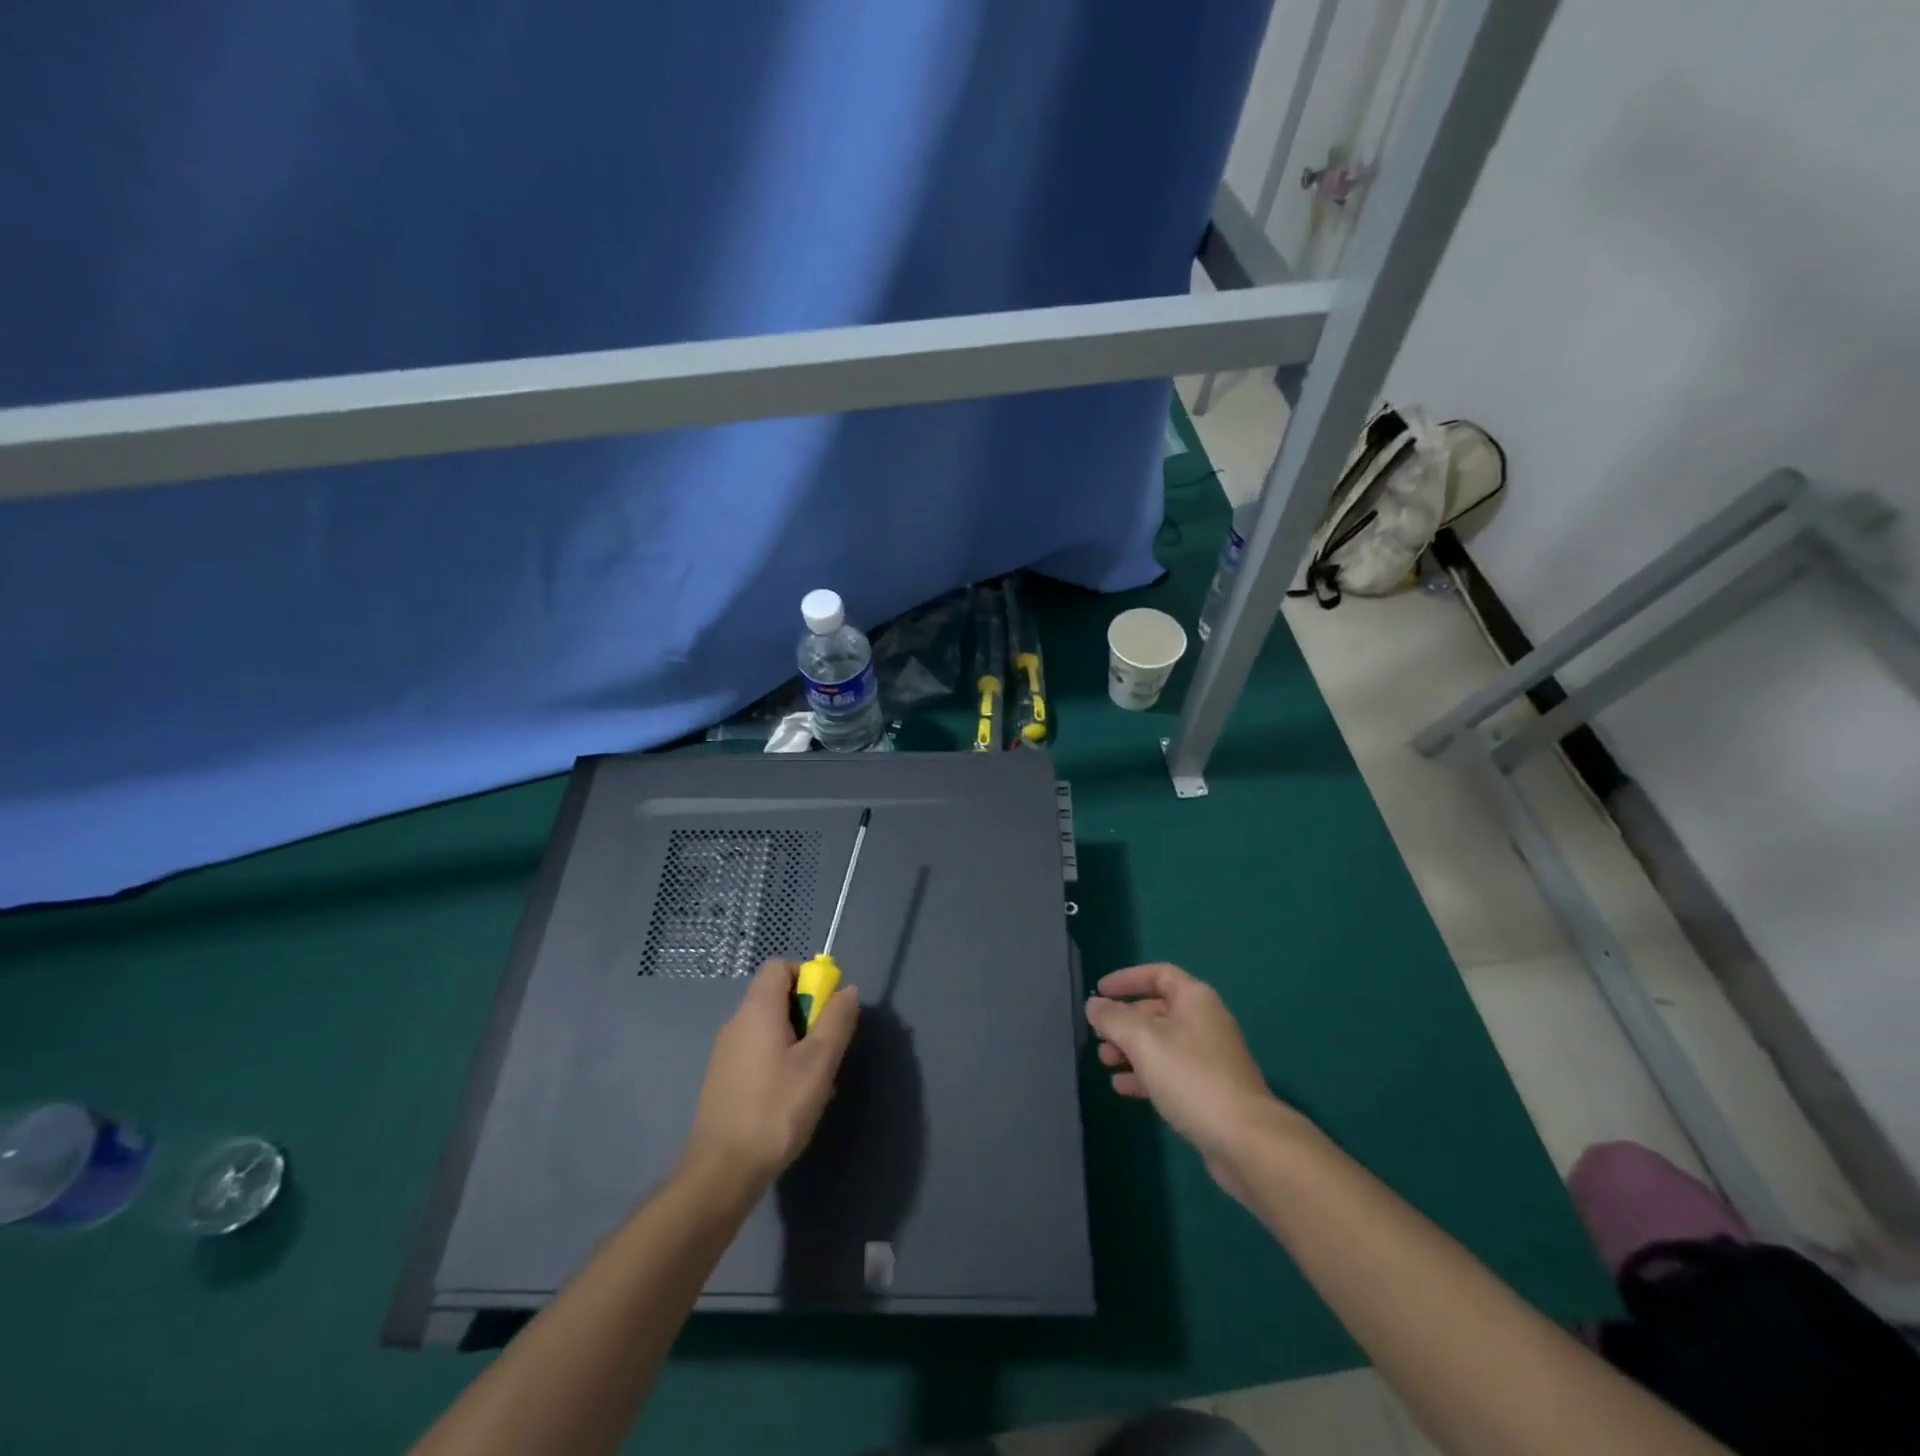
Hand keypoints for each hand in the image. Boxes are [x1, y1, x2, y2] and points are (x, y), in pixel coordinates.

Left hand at [683, 959, 858, 1194]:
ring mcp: (726, 1052)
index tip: (828, 1006)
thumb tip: (847, 990)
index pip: (779, 966)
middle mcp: (737, 1022)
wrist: (722, 1172)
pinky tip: (791, 1098)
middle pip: (776, 996)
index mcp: (757, 1009)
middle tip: (827, 1048)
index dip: (807, 976)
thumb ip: (836, 1020)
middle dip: (808, 1013)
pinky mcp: (723, 1079)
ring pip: (769, 1028)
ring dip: (797, 1041)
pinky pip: (758, 1052)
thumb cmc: (776, 1109)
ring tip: (814, 1079)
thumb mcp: (819, 1063)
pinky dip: (779, 1061)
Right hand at [1085, 963, 1294, 1198]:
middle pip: (1157, 1010)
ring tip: (1105, 1062)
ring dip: (1130, 1049)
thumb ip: (1114, 1019)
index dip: (1127, 979)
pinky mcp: (1208, 1091)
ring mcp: (1208, 1058)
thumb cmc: (1192, 1077)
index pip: (1158, 975)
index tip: (1100, 990)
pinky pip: (1169, 1072)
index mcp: (1195, 1000)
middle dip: (1124, 1020)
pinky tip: (1122, 1088)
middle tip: (1098, 1035)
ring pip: (1161, 1043)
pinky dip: (1145, 1074)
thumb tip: (1094, 1005)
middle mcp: (1204, 1022)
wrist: (1246, 1141)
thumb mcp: (1144, 1041)